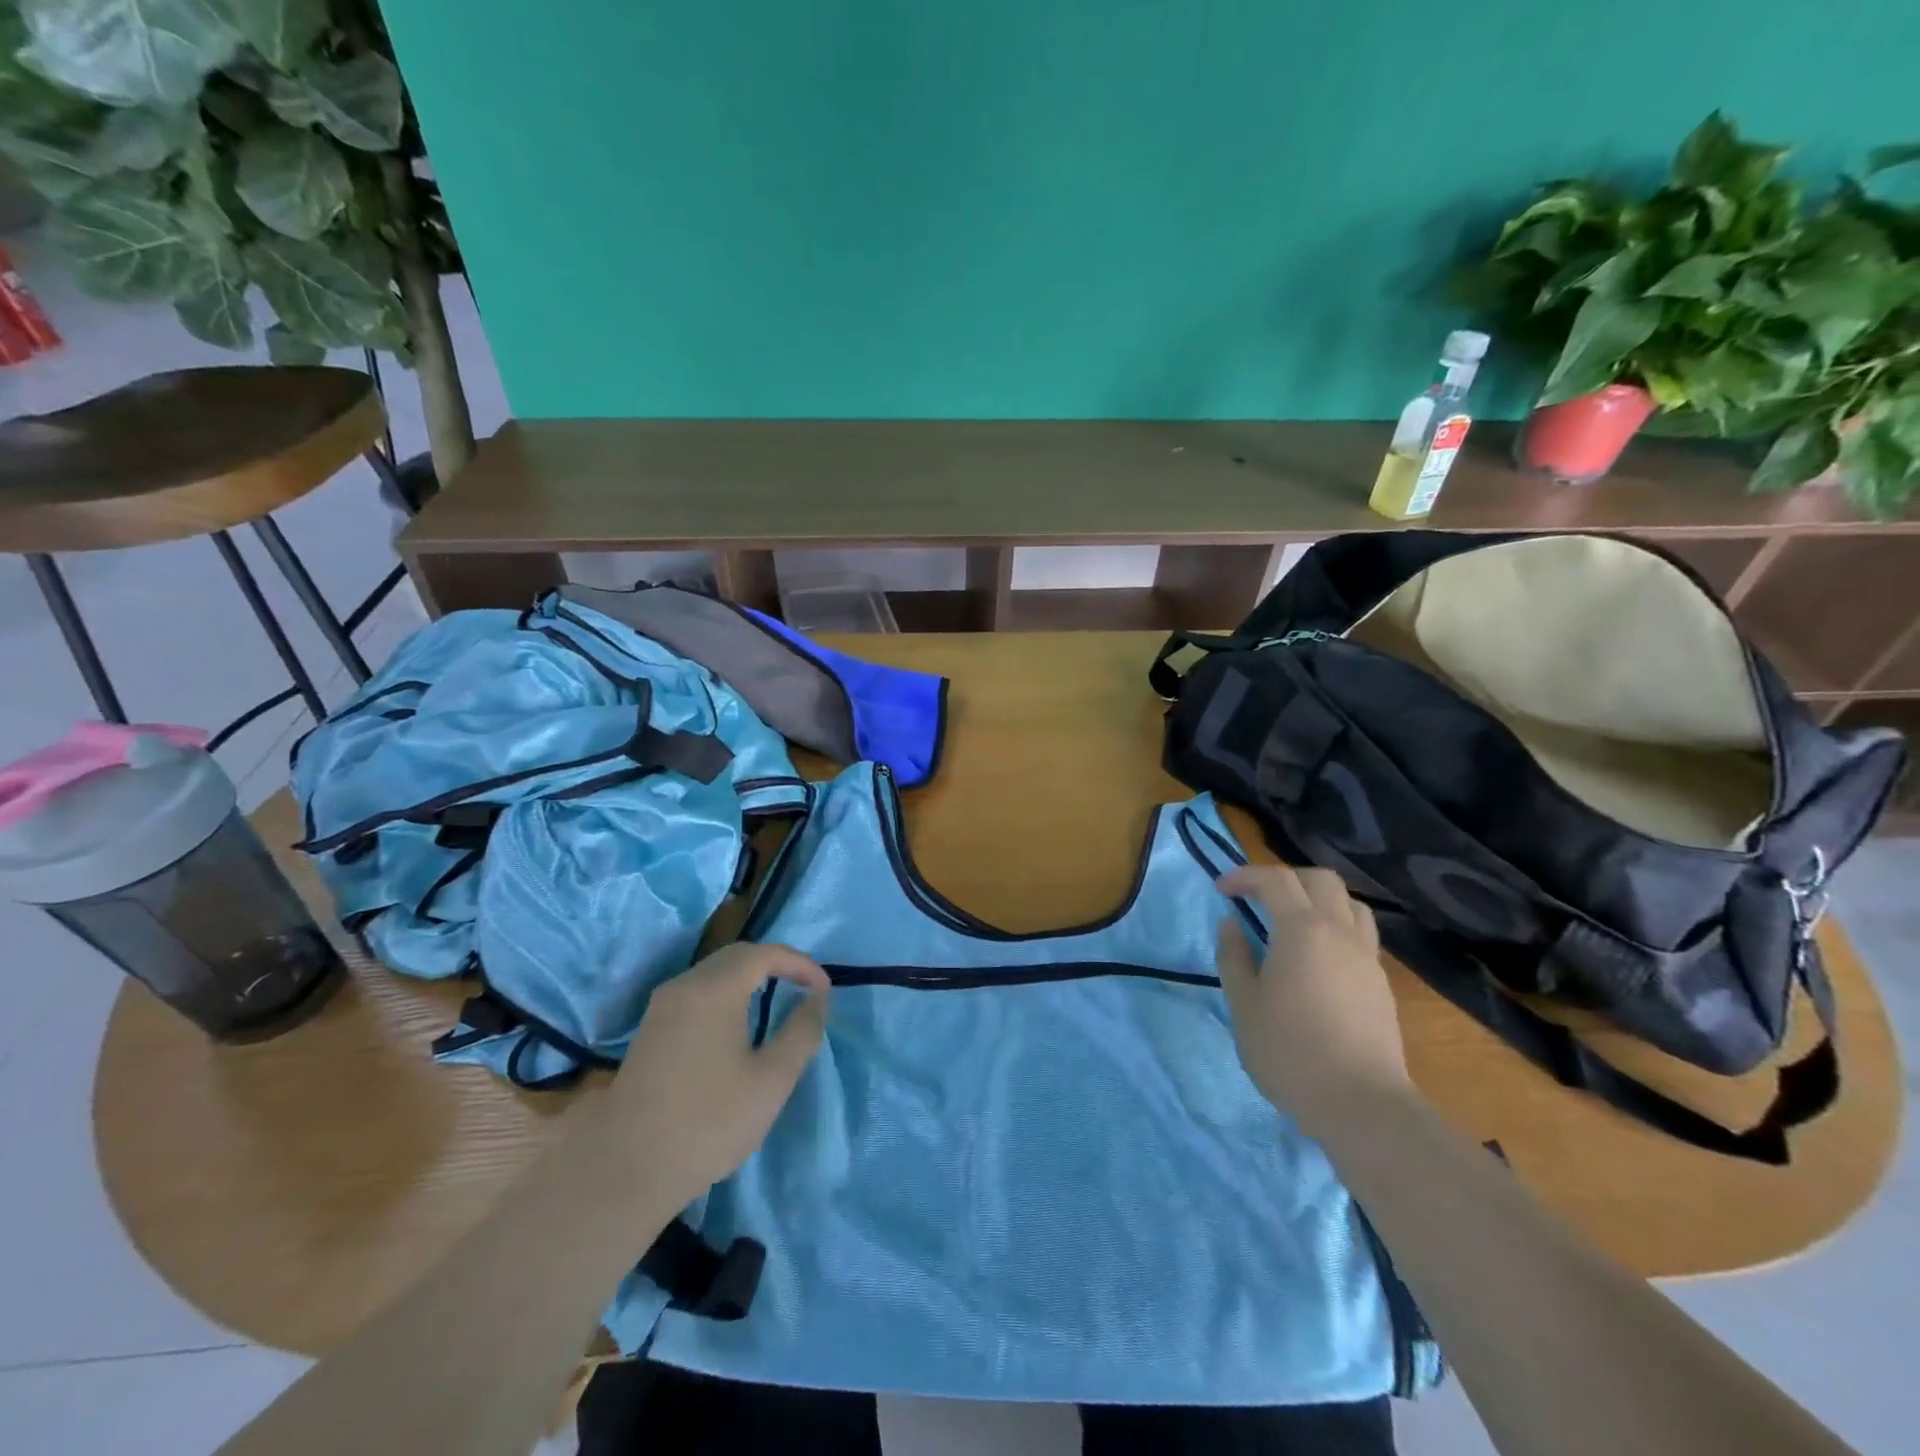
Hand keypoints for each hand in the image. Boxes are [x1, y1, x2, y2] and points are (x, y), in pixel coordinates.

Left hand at [604, 942, 829, 1206]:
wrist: (624, 1171)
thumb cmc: (708, 1122)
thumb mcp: (772, 1080)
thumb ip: (801, 1032)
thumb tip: (818, 999)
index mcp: (714, 989)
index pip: (765, 953)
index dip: (800, 964)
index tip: (825, 989)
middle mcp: (684, 986)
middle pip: (737, 955)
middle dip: (776, 963)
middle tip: (805, 987)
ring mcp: (662, 1008)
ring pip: (714, 973)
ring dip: (750, 978)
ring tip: (778, 1001)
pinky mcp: (650, 1031)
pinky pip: (697, 993)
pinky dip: (727, 994)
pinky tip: (738, 1025)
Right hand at [1214, 865, 1410, 1137]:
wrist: (1361, 1104)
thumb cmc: (1289, 1051)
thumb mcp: (1243, 1004)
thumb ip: (1233, 957)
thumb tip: (1232, 924)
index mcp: (1302, 930)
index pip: (1275, 880)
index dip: (1244, 876)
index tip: (1222, 890)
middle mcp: (1340, 932)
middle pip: (1320, 880)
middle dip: (1286, 878)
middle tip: (1258, 898)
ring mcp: (1367, 958)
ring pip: (1350, 904)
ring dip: (1318, 900)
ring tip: (1292, 922)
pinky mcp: (1381, 984)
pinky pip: (1361, 934)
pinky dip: (1336, 927)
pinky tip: (1317, 958)